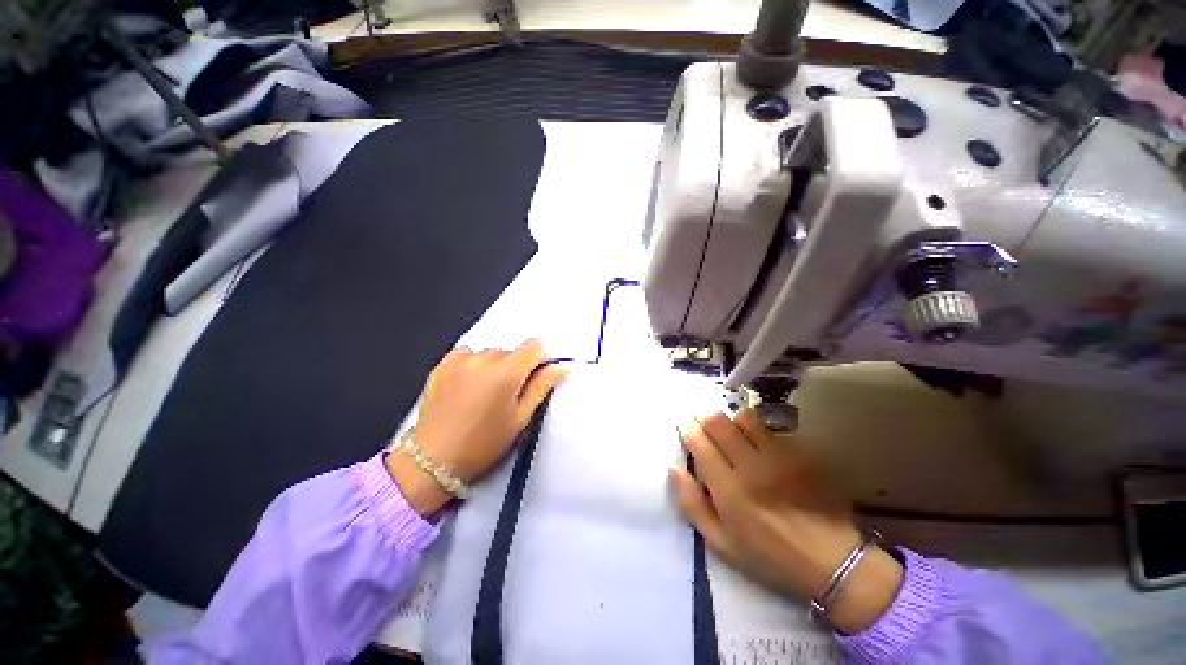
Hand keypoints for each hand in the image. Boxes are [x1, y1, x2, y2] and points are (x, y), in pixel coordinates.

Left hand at [386, 339, 566, 517]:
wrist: (432, 460)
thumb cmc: (483, 444)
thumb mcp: (520, 419)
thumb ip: (542, 387)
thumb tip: (561, 367)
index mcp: (506, 372)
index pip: (534, 346)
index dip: (538, 361)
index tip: (532, 379)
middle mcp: (483, 358)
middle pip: (511, 352)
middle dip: (514, 368)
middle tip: (505, 396)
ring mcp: (460, 360)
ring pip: (490, 354)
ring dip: (493, 367)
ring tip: (482, 395)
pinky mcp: (442, 364)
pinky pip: (468, 355)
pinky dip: (472, 366)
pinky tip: (466, 388)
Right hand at [671, 410, 902, 634]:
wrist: (833, 562)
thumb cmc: (769, 557)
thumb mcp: (721, 543)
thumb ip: (692, 504)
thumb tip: (673, 468)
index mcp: (729, 490)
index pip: (700, 443)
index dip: (688, 428)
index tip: (684, 424)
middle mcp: (751, 466)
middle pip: (719, 422)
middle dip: (704, 416)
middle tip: (701, 420)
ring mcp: (779, 457)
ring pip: (744, 418)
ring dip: (731, 420)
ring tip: (730, 432)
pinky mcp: (799, 454)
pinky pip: (769, 429)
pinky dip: (756, 430)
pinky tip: (758, 443)